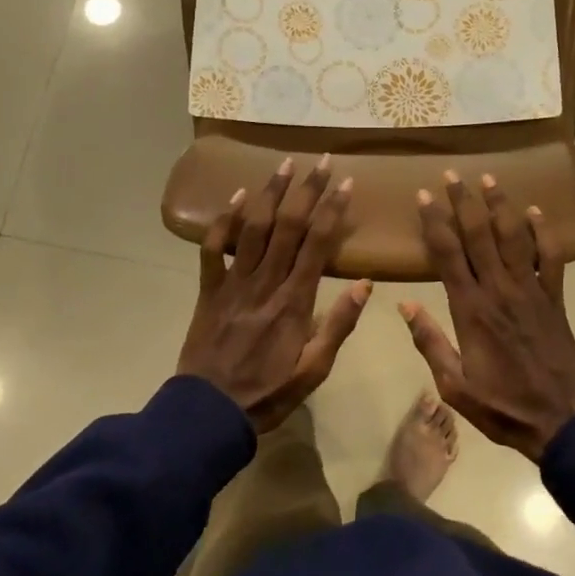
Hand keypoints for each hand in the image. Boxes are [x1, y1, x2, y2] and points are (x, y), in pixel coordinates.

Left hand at [178, 156, 371, 433]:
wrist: (208, 414)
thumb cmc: (268, 393)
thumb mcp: (314, 369)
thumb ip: (339, 325)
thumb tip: (366, 284)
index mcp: (295, 301)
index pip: (318, 244)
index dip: (332, 210)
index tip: (345, 183)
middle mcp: (265, 282)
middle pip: (288, 226)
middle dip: (306, 190)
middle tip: (319, 161)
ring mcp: (233, 282)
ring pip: (253, 228)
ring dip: (269, 193)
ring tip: (283, 164)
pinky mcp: (209, 289)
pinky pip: (212, 248)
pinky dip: (222, 220)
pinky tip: (235, 196)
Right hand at [399, 172, 574, 460]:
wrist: (559, 420)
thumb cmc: (501, 406)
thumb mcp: (454, 385)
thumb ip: (429, 342)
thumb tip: (404, 304)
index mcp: (470, 310)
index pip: (448, 255)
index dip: (435, 222)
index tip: (424, 196)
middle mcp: (499, 290)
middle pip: (479, 235)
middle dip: (463, 201)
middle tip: (452, 174)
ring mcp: (531, 290)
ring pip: (514, 237)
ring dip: (500, 205)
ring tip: (489, 178)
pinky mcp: (555, 297)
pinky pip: (551, 257)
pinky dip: (544, 231)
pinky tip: (535, 210)